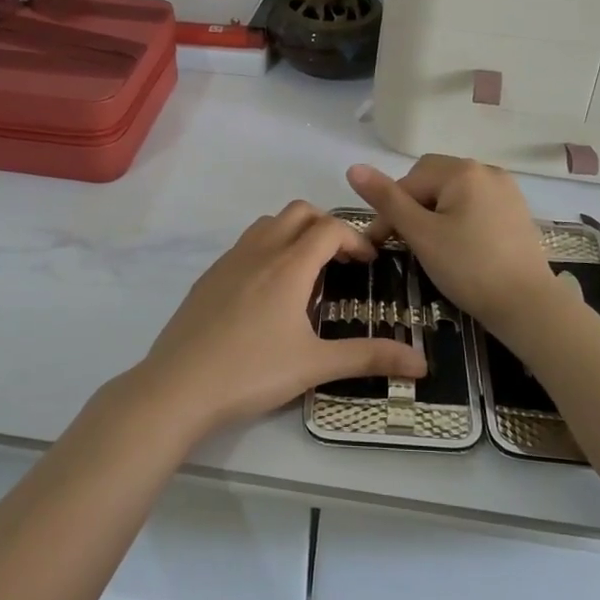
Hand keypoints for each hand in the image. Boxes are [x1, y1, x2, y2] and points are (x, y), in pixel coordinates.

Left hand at [134, 201, 426, 437]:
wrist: (178, 387)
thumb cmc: (251, 372)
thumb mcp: (315, 365)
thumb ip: (368, 357)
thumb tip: (421, 361)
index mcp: (288, 265)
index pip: (330, 228)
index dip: (356, 239)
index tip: (369, 265)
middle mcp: (259, 251)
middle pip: (298, 212)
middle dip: (326, 226)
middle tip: (341, 261)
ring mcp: (229, 261)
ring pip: (268, 224)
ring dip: (294, 233)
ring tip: (307, 273)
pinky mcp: (208, 277)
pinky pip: (245, 245)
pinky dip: (267, 250)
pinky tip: (267, 294)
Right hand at [346, 156, 555, 328]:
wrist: (528, 306)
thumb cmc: (469, 268)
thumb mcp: (421, 234)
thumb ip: (387, 200)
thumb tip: (353, 168)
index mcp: (462, 171)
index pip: (410, 180)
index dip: (389, 210)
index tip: (378, 243)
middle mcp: (487, 170)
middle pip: (433, 180)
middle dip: (413, 207)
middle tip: (404, 243)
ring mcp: (506, 190)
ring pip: (454, 193)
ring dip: (434, 213)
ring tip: (429, 246)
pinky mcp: (517, 211)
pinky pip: (476, 204)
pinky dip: (459, 218)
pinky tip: (458, 246)